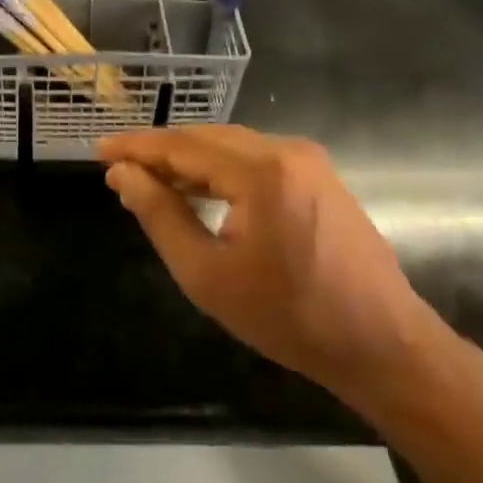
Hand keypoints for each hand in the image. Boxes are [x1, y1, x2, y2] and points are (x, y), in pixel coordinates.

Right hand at [98, 126, 437, 398]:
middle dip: (159, 150)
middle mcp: (286, 151)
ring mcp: (309, 161)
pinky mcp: (319, 176)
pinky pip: (254, 157)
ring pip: (230, 144)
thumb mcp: (206, 273)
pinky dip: (219, 168)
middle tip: (118, 167)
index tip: (99, 150)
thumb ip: (159, 215)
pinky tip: (197, 189)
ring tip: (149, 178)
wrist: (383, 345)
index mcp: (260, 172)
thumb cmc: (287, 316)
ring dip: (188, 158)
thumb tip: (122, 175)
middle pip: (205, 137)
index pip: (181, 146)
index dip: (136, 147)